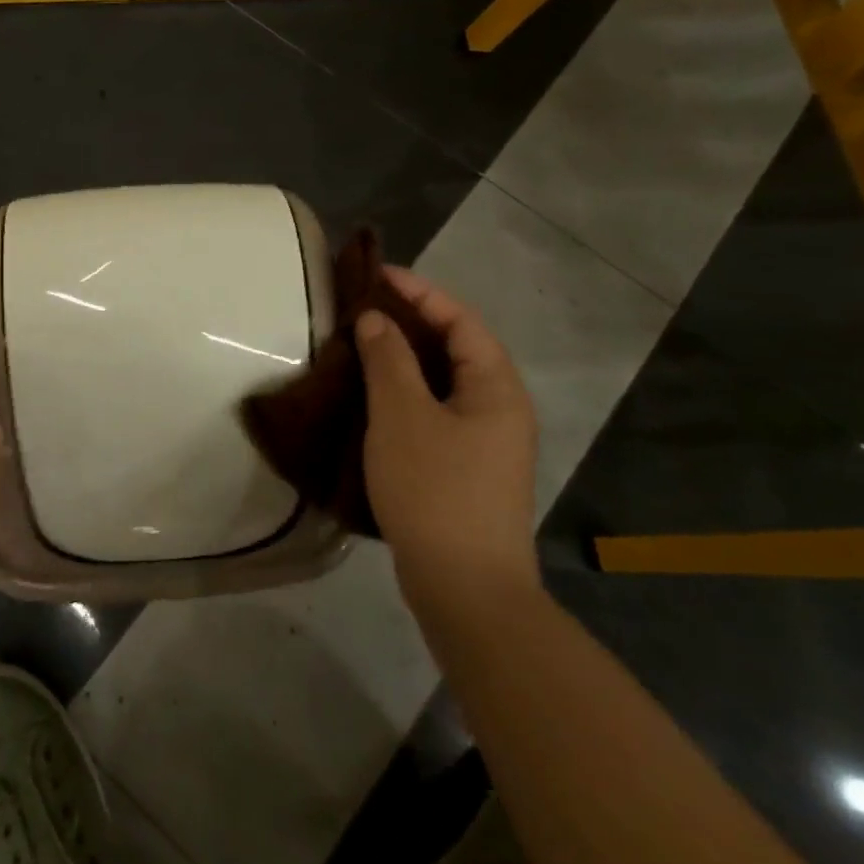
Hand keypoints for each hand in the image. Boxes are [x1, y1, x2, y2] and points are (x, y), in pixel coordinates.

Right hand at [356, 266, 540, 626]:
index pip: (461, 320)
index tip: (377, 276)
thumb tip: (377, 319)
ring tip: (362, 346)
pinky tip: (374, 400)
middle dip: (413, 322)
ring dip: (406, 360)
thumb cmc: (435, 488)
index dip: (420, 292)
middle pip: (458, 348)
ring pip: (445, 383)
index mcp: (496, 388)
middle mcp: (501, 409)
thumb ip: (389, 359)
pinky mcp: (468, 469)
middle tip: (365, 308)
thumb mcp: (402, 415)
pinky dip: (407, 394)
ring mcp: (487, 443)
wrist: (465, 587)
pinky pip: (437, 412)